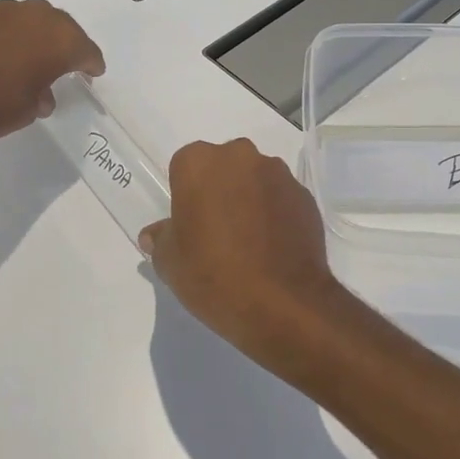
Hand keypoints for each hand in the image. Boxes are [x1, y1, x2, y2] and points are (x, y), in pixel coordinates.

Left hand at [0, 0, 103, 150]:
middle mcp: (33, 16)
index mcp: (57, 38)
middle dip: (65, 43)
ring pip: (27, 19)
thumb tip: (39, 93)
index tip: (93, 72)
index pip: (84, 48)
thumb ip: (42, 94)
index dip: (91, 62)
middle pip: (59, 25)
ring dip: (33, 36)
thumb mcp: (29, 109)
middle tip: (65, 61)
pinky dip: (5, 36)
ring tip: (28, 58)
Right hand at [139, 138, 375, 383]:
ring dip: (249, 198)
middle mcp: (240, 156)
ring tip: (248, 242)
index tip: (189, 224)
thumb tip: (154, 234)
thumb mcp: (170, 262)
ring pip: (255, 179)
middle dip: (219, 189)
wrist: (281, 302)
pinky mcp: (305, 196)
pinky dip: (275, 213)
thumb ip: (161, 239)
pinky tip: (272, 247)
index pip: (184, 167)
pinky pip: (281, 198)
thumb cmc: (212, 274)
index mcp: (199, 163)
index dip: (185, 195)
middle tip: (216, 230)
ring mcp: (278, 174)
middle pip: (223, 166)